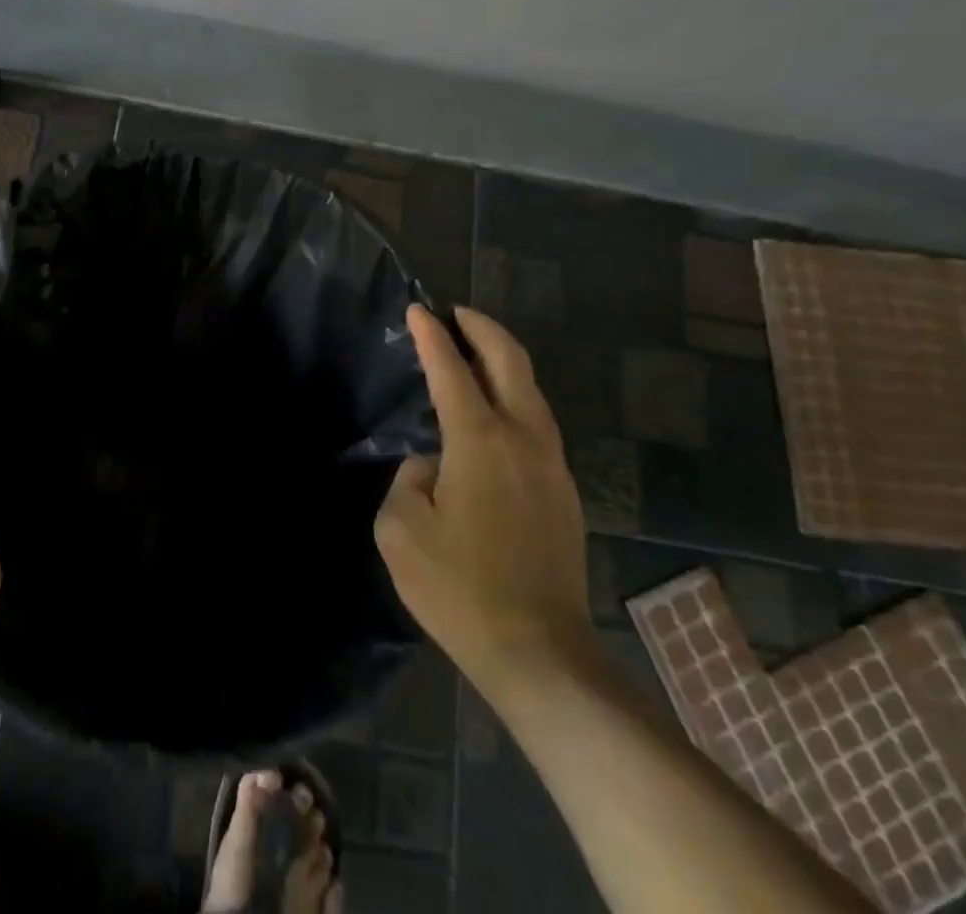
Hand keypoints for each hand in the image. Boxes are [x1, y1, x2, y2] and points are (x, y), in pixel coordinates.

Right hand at [375, 305, 592, 690]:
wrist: (540, 654)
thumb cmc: (459, 589)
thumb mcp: (401, 529)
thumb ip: (410, 478)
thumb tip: (434, 464)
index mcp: (480, 442)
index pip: (452, 370)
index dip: (431, 336)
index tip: (417, 310)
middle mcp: (524, 440)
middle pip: (510, 362)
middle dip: (482, 328)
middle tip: (455, 313)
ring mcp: (552, 465)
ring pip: (531, 390)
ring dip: (502, 361)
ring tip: (472, 353)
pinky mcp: (564, 491)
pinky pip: (537, 422)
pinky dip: (514, 396)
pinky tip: (493, 412)